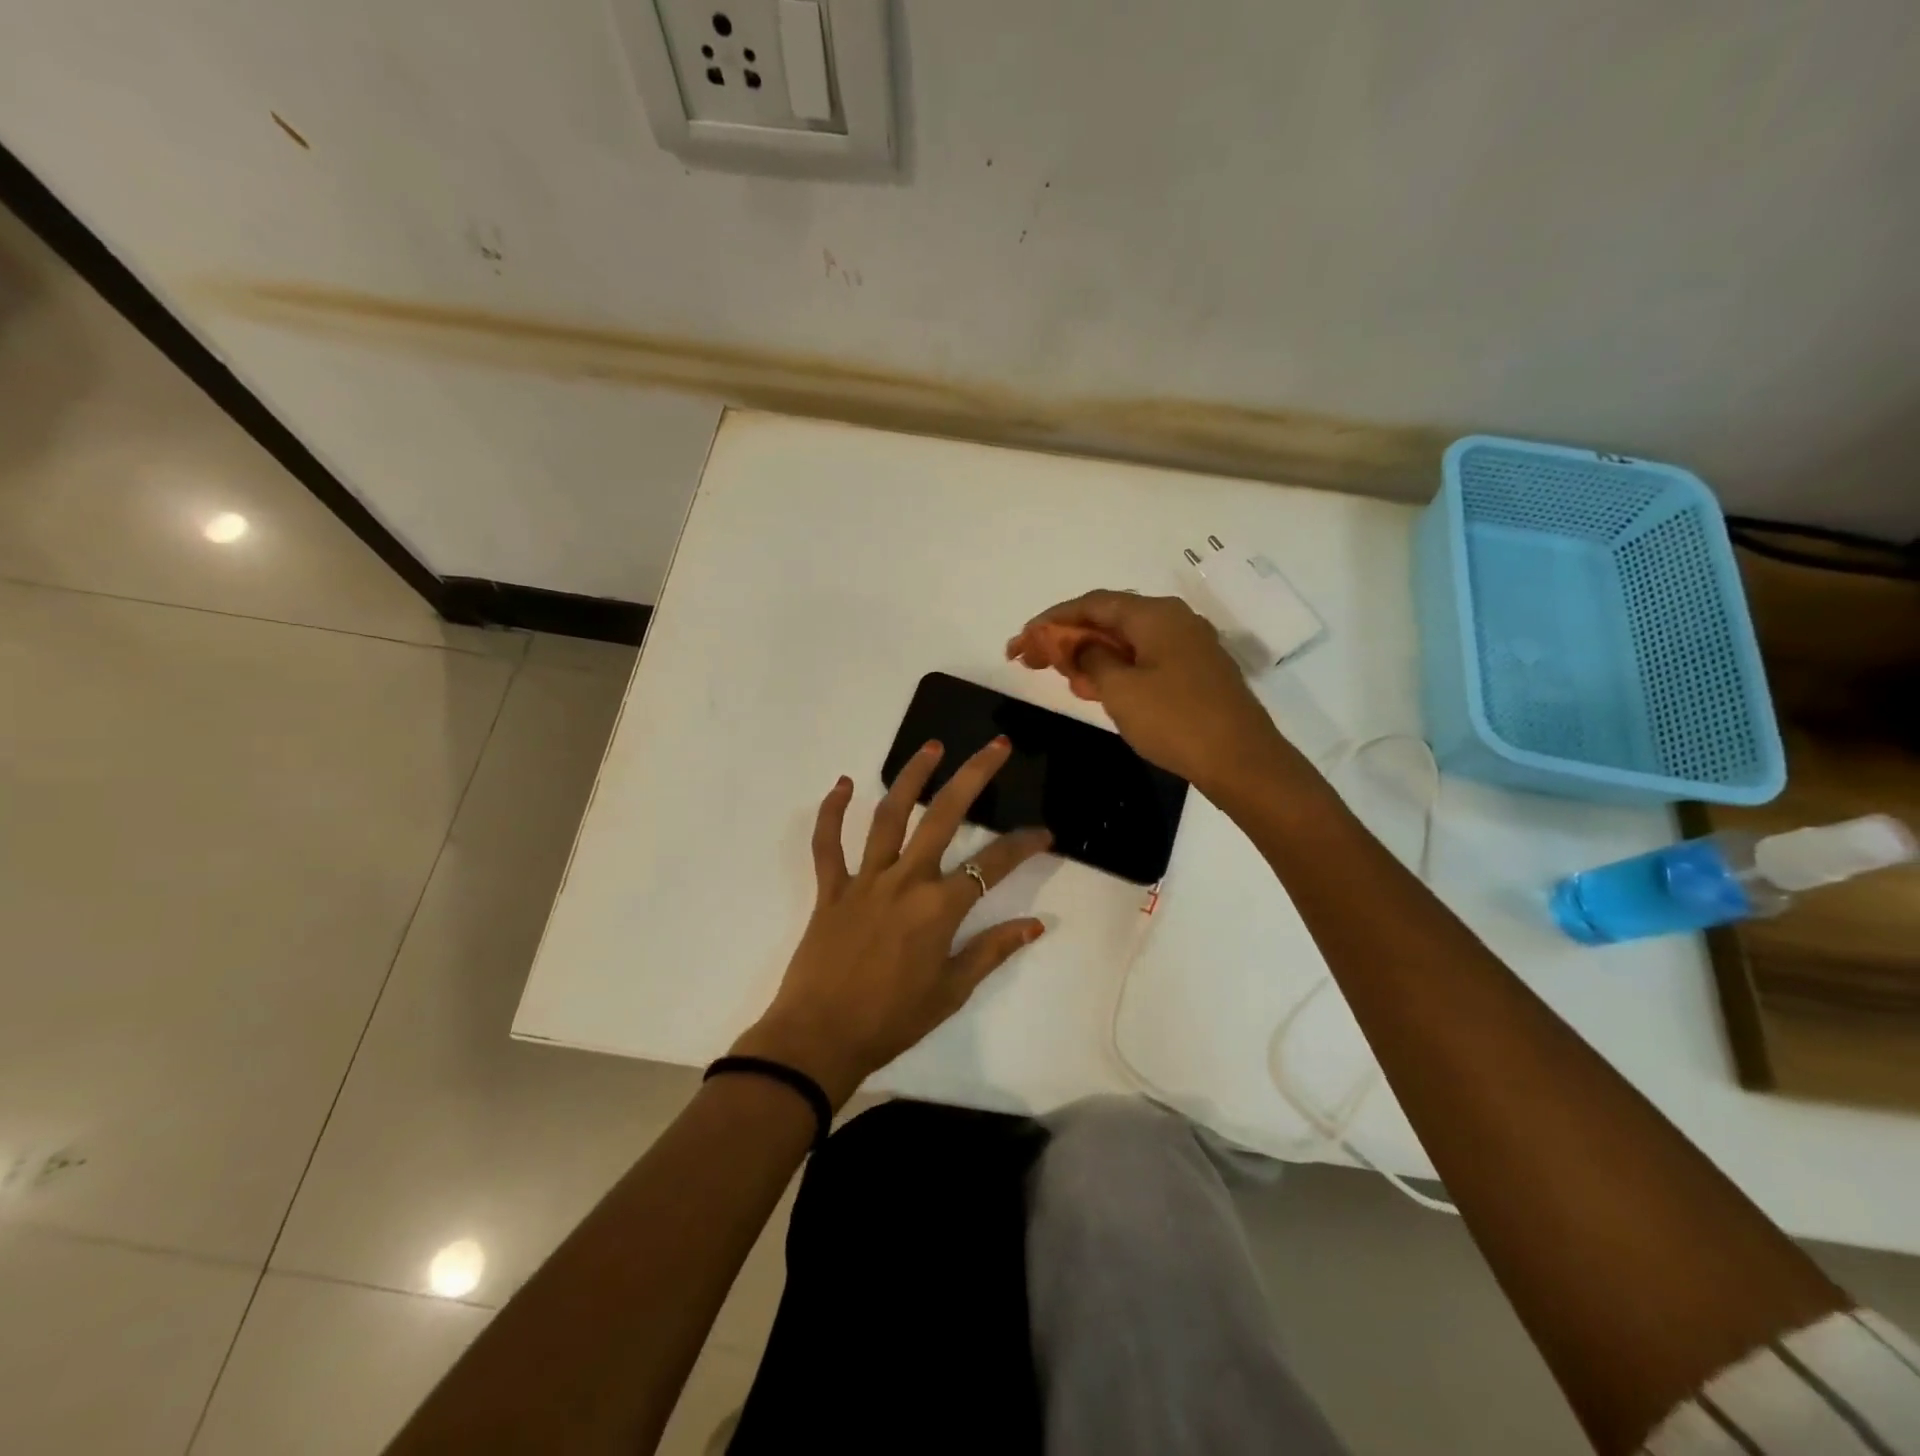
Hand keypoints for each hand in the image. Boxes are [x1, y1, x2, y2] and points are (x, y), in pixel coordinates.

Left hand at [731, 738, 1052, 1107]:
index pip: (992, 866)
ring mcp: (864, 880)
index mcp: (938, 908)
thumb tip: (1035, 926)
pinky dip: (831, 812)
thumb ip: (991, 951)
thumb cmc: (891, 1020)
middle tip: (995, 747)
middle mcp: (904, 881)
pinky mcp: (830, 889)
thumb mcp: (951, 991)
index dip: (1023, 846)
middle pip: (943, 816)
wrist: (819, 1038)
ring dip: (910, 777)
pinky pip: (827, 844)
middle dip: (973, 777)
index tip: (1045, 833)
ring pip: (889, 816)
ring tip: (932, 746)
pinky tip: (841, 784)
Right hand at [1007, 590, 1291, 797]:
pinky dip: (1116, 668)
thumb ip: (1092, 659)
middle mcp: (1174, 620)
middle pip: (1110, 619)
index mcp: (1155, 615)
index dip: (1053, 619)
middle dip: (1069, 637)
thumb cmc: (1175, 720)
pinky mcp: (1196, 671)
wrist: (1241, 760)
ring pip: (1128, 641)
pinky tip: (1097, 689)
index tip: (1023, 638)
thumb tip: (1083, 646)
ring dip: (1091, 654)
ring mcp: (1189, 645)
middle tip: (1033, 659)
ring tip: (1060, 675)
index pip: (1093, 603)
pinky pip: (1146, 659)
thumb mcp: (1120, 690)